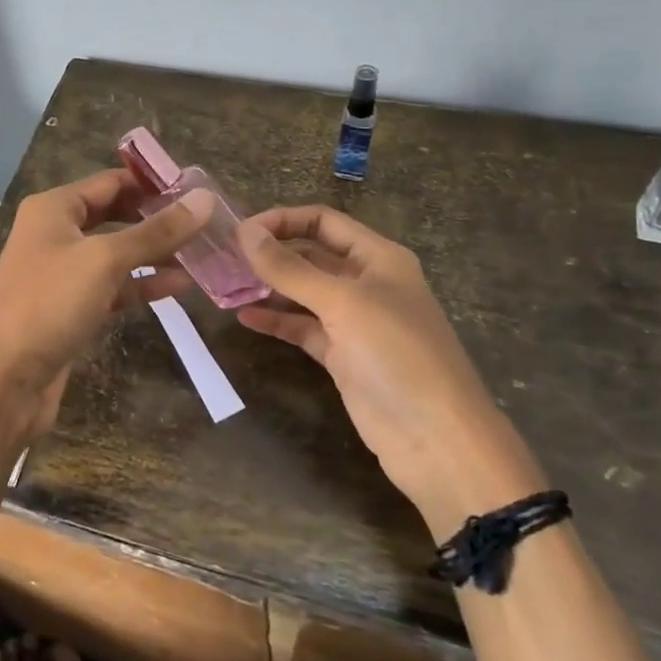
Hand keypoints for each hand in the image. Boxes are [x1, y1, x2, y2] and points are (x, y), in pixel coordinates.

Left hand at [0, 170, 215, 446]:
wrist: (3, 381)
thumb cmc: (49, 304)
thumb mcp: (105, 260)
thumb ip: (156, 232)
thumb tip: (204, 199)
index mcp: (54, 209)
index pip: (111, 181)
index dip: (153, 183)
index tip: (198, 189)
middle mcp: (55, 234)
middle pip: (115, 215)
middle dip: (157, 219)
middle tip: (205, 222)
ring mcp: (63, 273)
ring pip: (117, 254)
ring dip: (155, 253)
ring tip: (202, 253)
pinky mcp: (72, 308)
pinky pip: (114, 287)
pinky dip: (142, 284)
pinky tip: (179, 285)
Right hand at [237, 207, 545, 530]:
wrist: (436, 439)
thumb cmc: (396, 355)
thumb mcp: (343, 303)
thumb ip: (291, 268)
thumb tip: (245, 231)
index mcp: (378, 258)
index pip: (323, 221)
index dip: (283, 220)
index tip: (241, 231)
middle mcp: (366, 283)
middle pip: (312, 255)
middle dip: (273, 252)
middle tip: (225, 258)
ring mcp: (354, 322)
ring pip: (304, 293)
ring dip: (270, 286)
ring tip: (227, 285)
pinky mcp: (343, 356)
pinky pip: (303, 328)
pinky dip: (276, 321)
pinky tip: (244, 317)